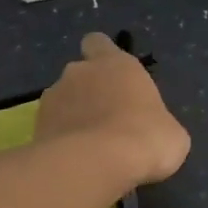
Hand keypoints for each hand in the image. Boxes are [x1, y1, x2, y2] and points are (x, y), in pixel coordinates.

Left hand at [36, 32, 189, 187]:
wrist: (96, 164)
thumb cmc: (145, 138)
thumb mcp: (171, 134)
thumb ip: (155, 122)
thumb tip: (151, 131)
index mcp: (115, 63)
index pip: (99, 43)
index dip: (102, 57)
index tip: (111, 76)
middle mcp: (79, 72)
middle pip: (79, 74)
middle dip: (88, 93)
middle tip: (105, 121)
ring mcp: (53, 97)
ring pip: (62, 102)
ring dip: (71, 117)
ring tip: (87, 147)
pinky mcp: (36, 125)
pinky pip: (50, 128)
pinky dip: (59, 140)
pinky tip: (74, 161)